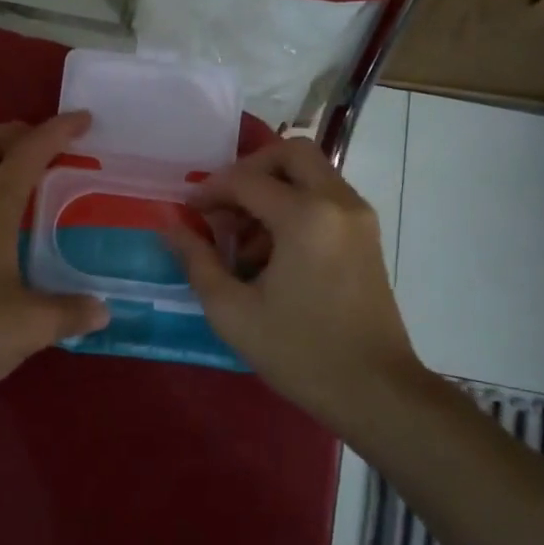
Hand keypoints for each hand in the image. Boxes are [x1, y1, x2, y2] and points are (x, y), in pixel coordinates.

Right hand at [169, 137, 419, 426]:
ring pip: (312, 173)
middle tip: (223, 203)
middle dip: (250, 170)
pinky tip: (272, 252)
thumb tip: (168, 226)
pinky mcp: (367, 236)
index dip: (210, 190)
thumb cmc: (300, 353)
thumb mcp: (233, 311)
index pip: (247, 180)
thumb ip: (197, 260)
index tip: (187, 210)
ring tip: (243, 238)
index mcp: (306, 217)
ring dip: (274, 189)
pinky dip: (296, 205)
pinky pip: (326, 197)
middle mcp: (338, 203)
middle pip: (292, 153)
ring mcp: (359, 217)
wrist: (375, 391)